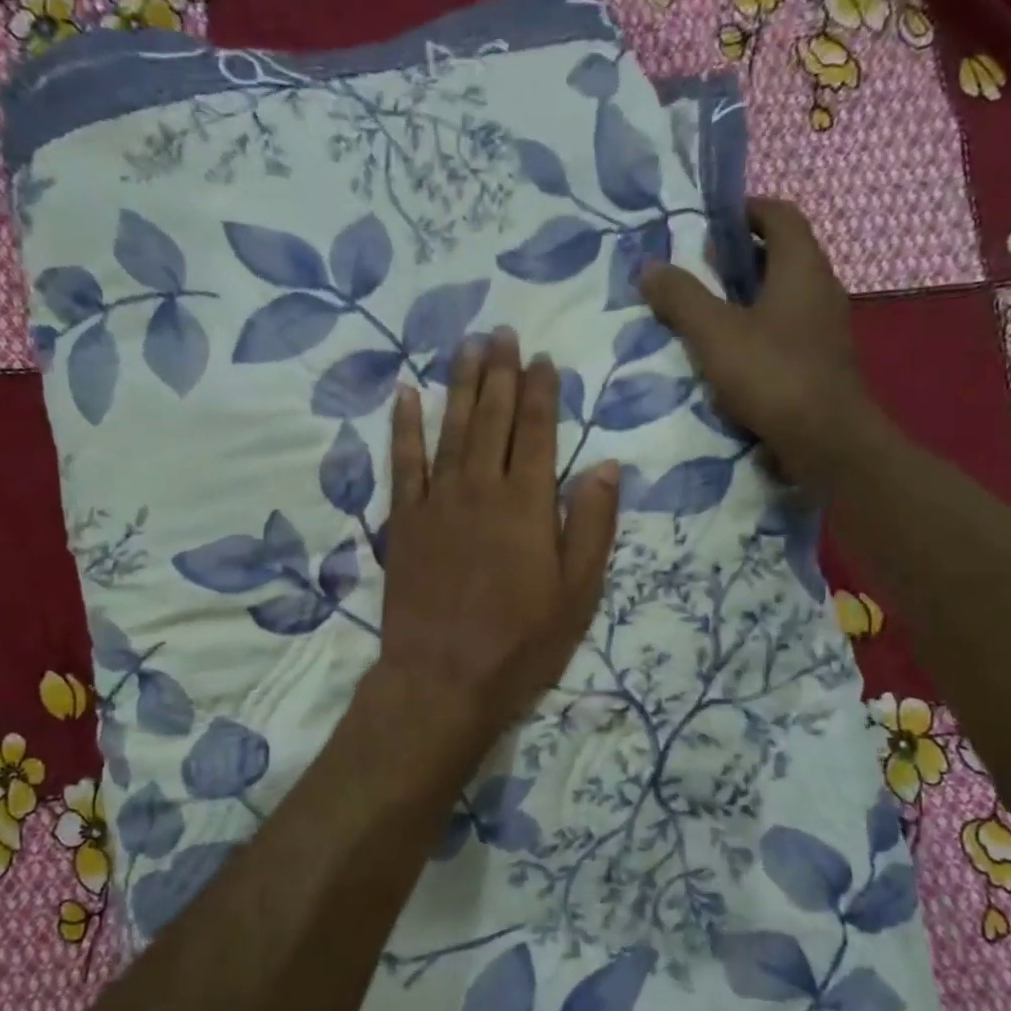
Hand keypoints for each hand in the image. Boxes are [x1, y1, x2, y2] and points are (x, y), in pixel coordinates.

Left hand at [374, 330, 619, 751]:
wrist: (444, 678)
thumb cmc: (520, 643)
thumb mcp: (577, 594)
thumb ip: (591, 526)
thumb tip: (606, 465)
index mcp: (528, 505)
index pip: (538, 432)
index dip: (541, 392)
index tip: (542, 359)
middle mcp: (481, 489)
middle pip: (492, 419)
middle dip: (500, 373)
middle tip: (502, 333)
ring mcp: (438, 502)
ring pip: (450, 429)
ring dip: (459, 385)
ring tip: (466, 346)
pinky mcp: (405, 522)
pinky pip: (403, 463)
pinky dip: (404, 427)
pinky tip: (405, 394)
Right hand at [640, 196, 878, 492]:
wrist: (825, 439)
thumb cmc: (771, 374)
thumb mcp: (714, 333)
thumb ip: (682, 298)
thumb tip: (649, 266)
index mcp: (801, 267)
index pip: (780, 215)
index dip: (746, 210)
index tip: (711, 221)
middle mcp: (819, 288)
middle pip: (781, 254)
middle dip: (740, 256)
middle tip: (697, 268)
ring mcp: (823, 328)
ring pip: (782, 295)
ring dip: (746, 295)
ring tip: (705, 311)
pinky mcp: (819, 361)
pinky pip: (784, 329)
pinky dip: (756, 328)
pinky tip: (728, 352)